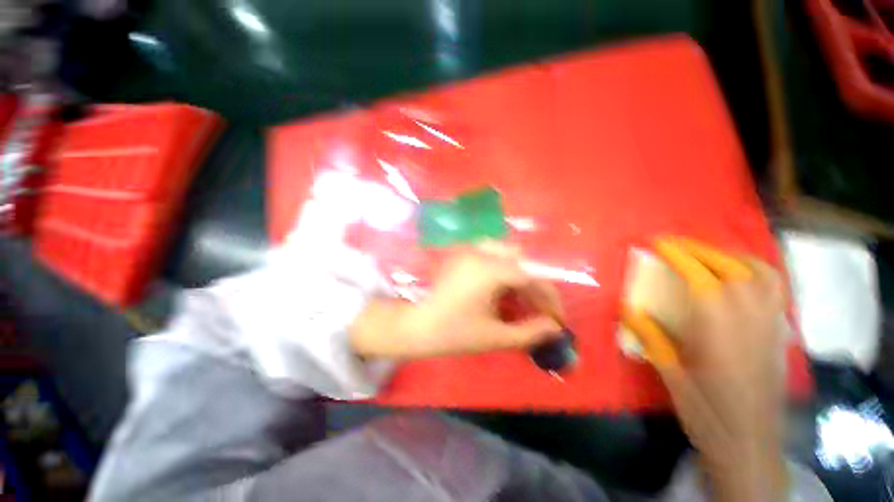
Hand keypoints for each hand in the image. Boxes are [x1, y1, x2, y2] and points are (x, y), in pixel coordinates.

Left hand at [349, 244, 563, 359]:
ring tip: (518, 299)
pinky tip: (499, 289)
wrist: (416, 325)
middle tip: (536, 309)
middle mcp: (480, 252)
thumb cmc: (452, 333)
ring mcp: (469, 250)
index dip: (550, 298)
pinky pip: (491, 254)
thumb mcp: (494, 336)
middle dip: (534, 285)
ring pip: (506, 253)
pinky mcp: (462, 254)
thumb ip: (529, 332)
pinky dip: (502, 269)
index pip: (532, 276)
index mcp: (489, 270)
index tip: (557, 319)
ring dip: (518, 273)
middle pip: (521, 260)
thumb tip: (554, 327)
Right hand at [641, 239, 787, 501]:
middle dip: (699, 249)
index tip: (658, 243)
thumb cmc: (708, 414)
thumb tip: (628, 308)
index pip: (702, 281)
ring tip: (706, 253)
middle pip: (732, 270)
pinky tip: (739, 274)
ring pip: (761, 274)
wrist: (751, 445)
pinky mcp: (780, 333)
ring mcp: (771, 326)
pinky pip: (775, 289)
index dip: (679, 256)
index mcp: (720, 335)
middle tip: (673, 244)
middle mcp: (751, 323)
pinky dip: (755, 270)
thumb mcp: (672, 378)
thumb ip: (652, 339)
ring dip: (730, 255)